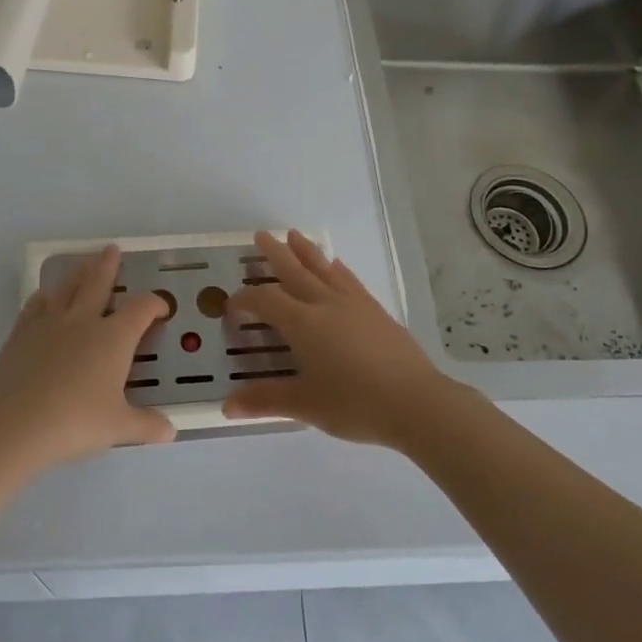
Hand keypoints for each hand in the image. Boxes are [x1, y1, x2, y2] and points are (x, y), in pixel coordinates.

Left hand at [0, 245, 175, 465]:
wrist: (17, 424)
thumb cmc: (76, 422)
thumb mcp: (118, 428)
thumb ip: (146, 425)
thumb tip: (170, 431)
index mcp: (113, 338)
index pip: (141, 310)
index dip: (154, 304)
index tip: (161, 308)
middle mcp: (83, 321)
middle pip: (99, 283)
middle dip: (108, 266)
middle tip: (112, 249)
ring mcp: (49, 324)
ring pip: (67, 289)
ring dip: (78, 274)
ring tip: (84, 264)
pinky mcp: (22, 334)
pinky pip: (35, 307)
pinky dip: (44, 298)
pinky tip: (44, 297)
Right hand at [223, 230, 455, 447]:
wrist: (415, 402)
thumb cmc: (354, 403)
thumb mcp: (304, 405)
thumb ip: (265, 400)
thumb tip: (226, 407)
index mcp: (302, 323)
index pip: (265, 301)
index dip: (245, 300)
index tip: (232, 306)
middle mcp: (324, 304)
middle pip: (294, 270)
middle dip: (274, 253)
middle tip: (260, 234)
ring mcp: (353, 304)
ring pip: (323, 268)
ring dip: (306, 250)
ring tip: (294, 234)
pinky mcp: (375, 310)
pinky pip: (349, 280)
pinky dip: (337, 268)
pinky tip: (336, 264)